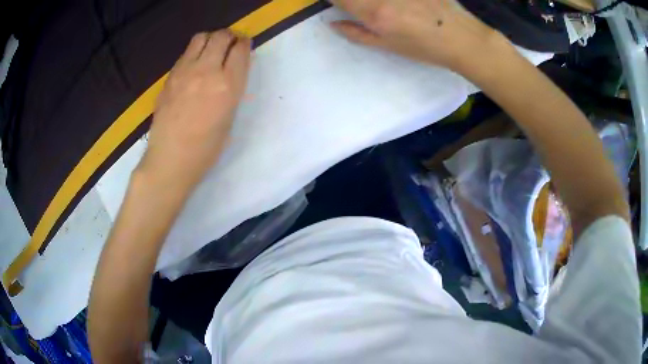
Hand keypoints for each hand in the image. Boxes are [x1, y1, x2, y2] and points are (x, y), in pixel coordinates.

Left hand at [140, 30, 251, 191]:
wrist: (170, 159)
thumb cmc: (205, 149)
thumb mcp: (229, 118)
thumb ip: (232, 90)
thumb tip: (231, 72)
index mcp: (228, 86)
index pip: (240, 50)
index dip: (244, 44)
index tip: (244, 45)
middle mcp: (207, 71)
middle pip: (221, 36)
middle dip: (229, 36)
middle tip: (230, 44)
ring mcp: (185, 72)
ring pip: (201, 38)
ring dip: (211, 39)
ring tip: (211, 50)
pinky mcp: (170, 77)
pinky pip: (185, 53)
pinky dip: (194, 52)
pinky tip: (194, 66)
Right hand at [329, 0, 511, 73]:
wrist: (462, 38)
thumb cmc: (425, 47)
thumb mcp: (388, 46)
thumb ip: (357, 34)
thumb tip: (333, 23)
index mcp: (374, 12)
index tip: (334, 3)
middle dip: (351, 1)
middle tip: (357, 7)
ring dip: (372, 2)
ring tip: (387, 11)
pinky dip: (391, 2)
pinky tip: (401, 8)